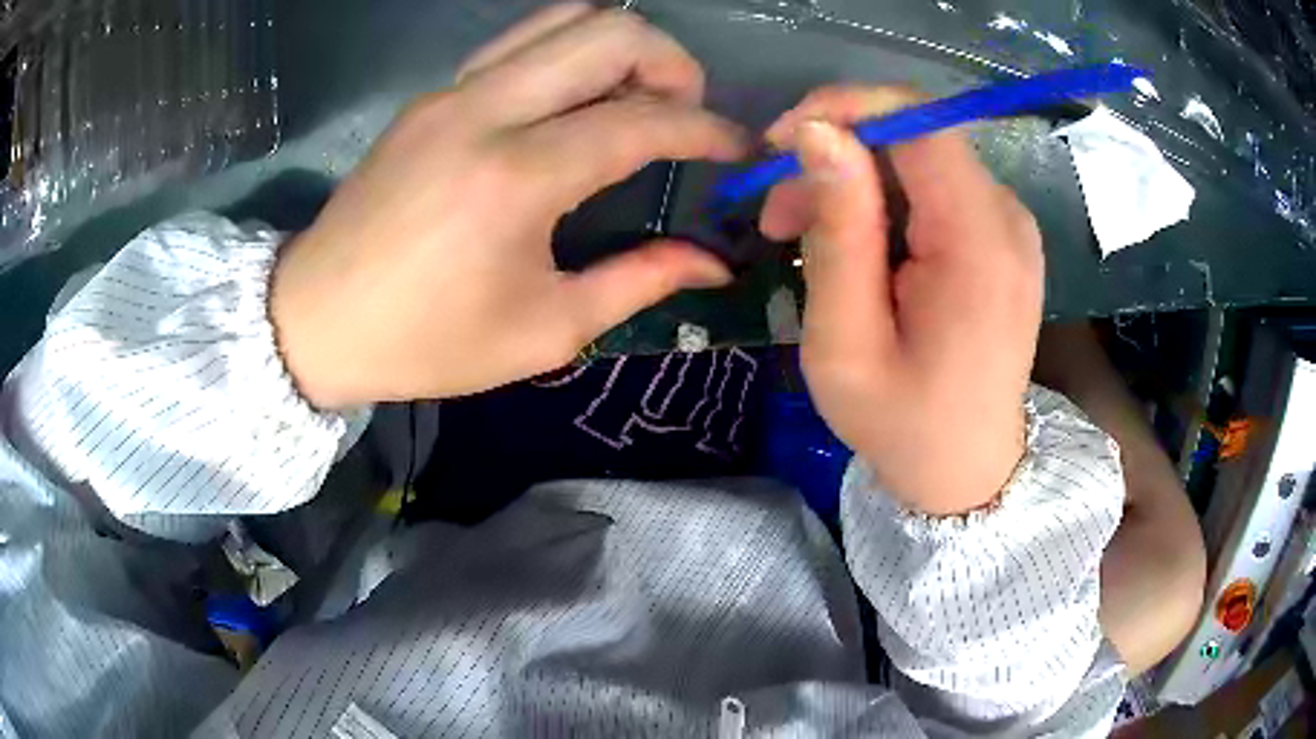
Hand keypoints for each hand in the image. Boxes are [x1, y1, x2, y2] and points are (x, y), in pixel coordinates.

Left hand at [271, 4, 744, 407]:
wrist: (316, 320)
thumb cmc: (426, 341)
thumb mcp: (543, 331)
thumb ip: (638, 282)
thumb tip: (713, 261)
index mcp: (518, 177)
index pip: (645, 120)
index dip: (709, 131)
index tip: (739, 150)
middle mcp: (487, 110)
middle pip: (611, 32)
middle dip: (672, 64)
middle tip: (684, 114)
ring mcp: (453, 92)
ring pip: (564, 19)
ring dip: (620, 47)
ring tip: (635, 99)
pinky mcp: (432, 95)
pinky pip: (520, 43)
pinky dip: (568, 54)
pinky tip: (572, 101)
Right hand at [762, 86, 1043, 514]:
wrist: (967, 471)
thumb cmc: (902, 424)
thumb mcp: (846, 343)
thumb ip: (838, 231)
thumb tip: (815, 131)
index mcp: (979, 245)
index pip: (921, 123)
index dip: (846, 108)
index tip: (779, 142)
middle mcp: (1006, 218)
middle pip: (914, 136)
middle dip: (835, 154)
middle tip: (776, 215)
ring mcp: (1008, 225)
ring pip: (917, 159)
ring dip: (852, 181)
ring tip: (800, 236)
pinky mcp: (998, 235)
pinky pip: (932, 188)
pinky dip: (881, 201)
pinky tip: (852, 246)